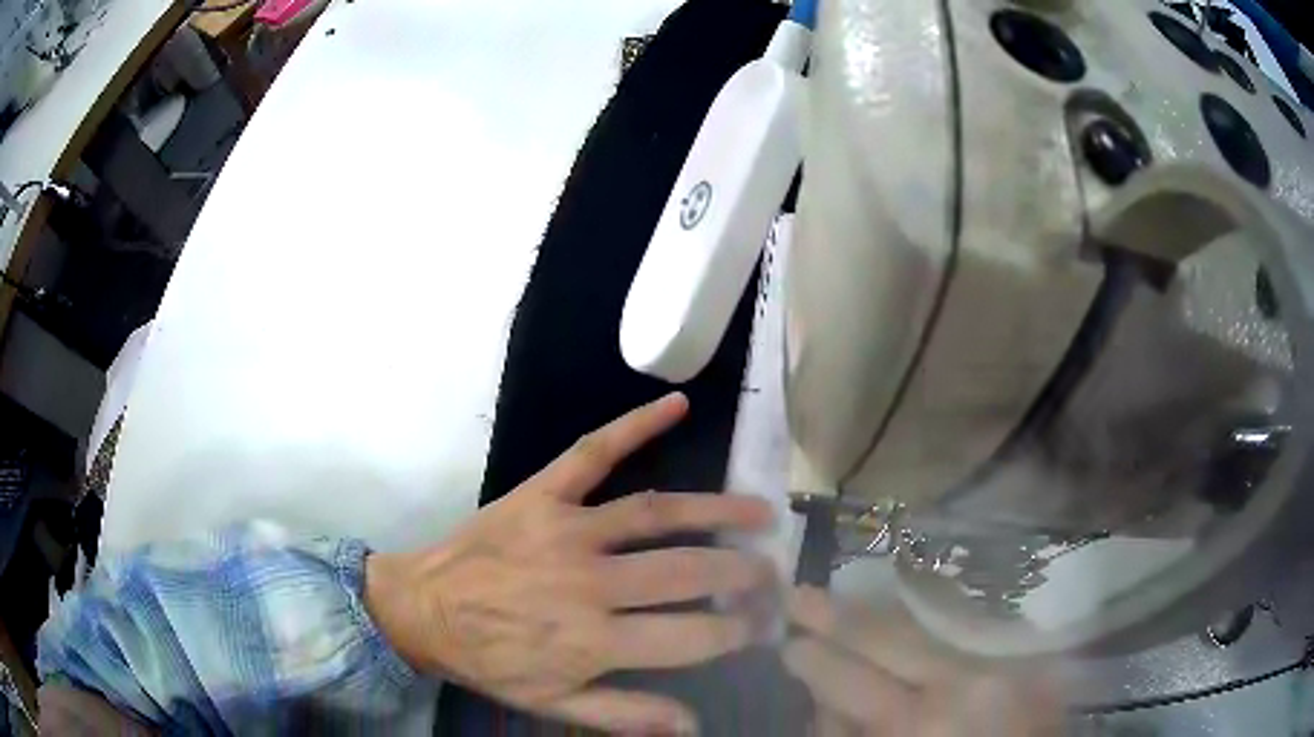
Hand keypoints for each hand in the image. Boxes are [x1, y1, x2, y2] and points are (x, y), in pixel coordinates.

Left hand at [365, 393, 776, 733]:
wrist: (421, 608)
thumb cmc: (489, 661)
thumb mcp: (554, 704)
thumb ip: (626, 715)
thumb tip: (695, 726)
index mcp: (594, 641)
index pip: (692, 637)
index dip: (736, 632)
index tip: (762, 625)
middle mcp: (589, 583)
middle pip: (686, 573)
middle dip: (741, 574)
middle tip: (772, 571)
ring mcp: (566, 529)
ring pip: (655, 513)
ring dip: (716, 511)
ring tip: (759, 512)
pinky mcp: (542, 493)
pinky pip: (593, 452)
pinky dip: (635, 425)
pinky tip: (676, 405)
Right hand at [784, 588, 1062, 735]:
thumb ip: (849, 735)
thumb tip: (824, 701)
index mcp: (922, 718)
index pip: (851, 676)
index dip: (814, 659)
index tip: (787, 643)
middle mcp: (962, 677)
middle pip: (887, 636)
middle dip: (835, 615)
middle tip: (795, 594)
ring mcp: (995, 660)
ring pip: (924, 624)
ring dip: (876, 615)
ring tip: (838, 602)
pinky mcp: (1016, 655)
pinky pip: (957, 630)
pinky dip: (920, 624)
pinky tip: (897, 618)